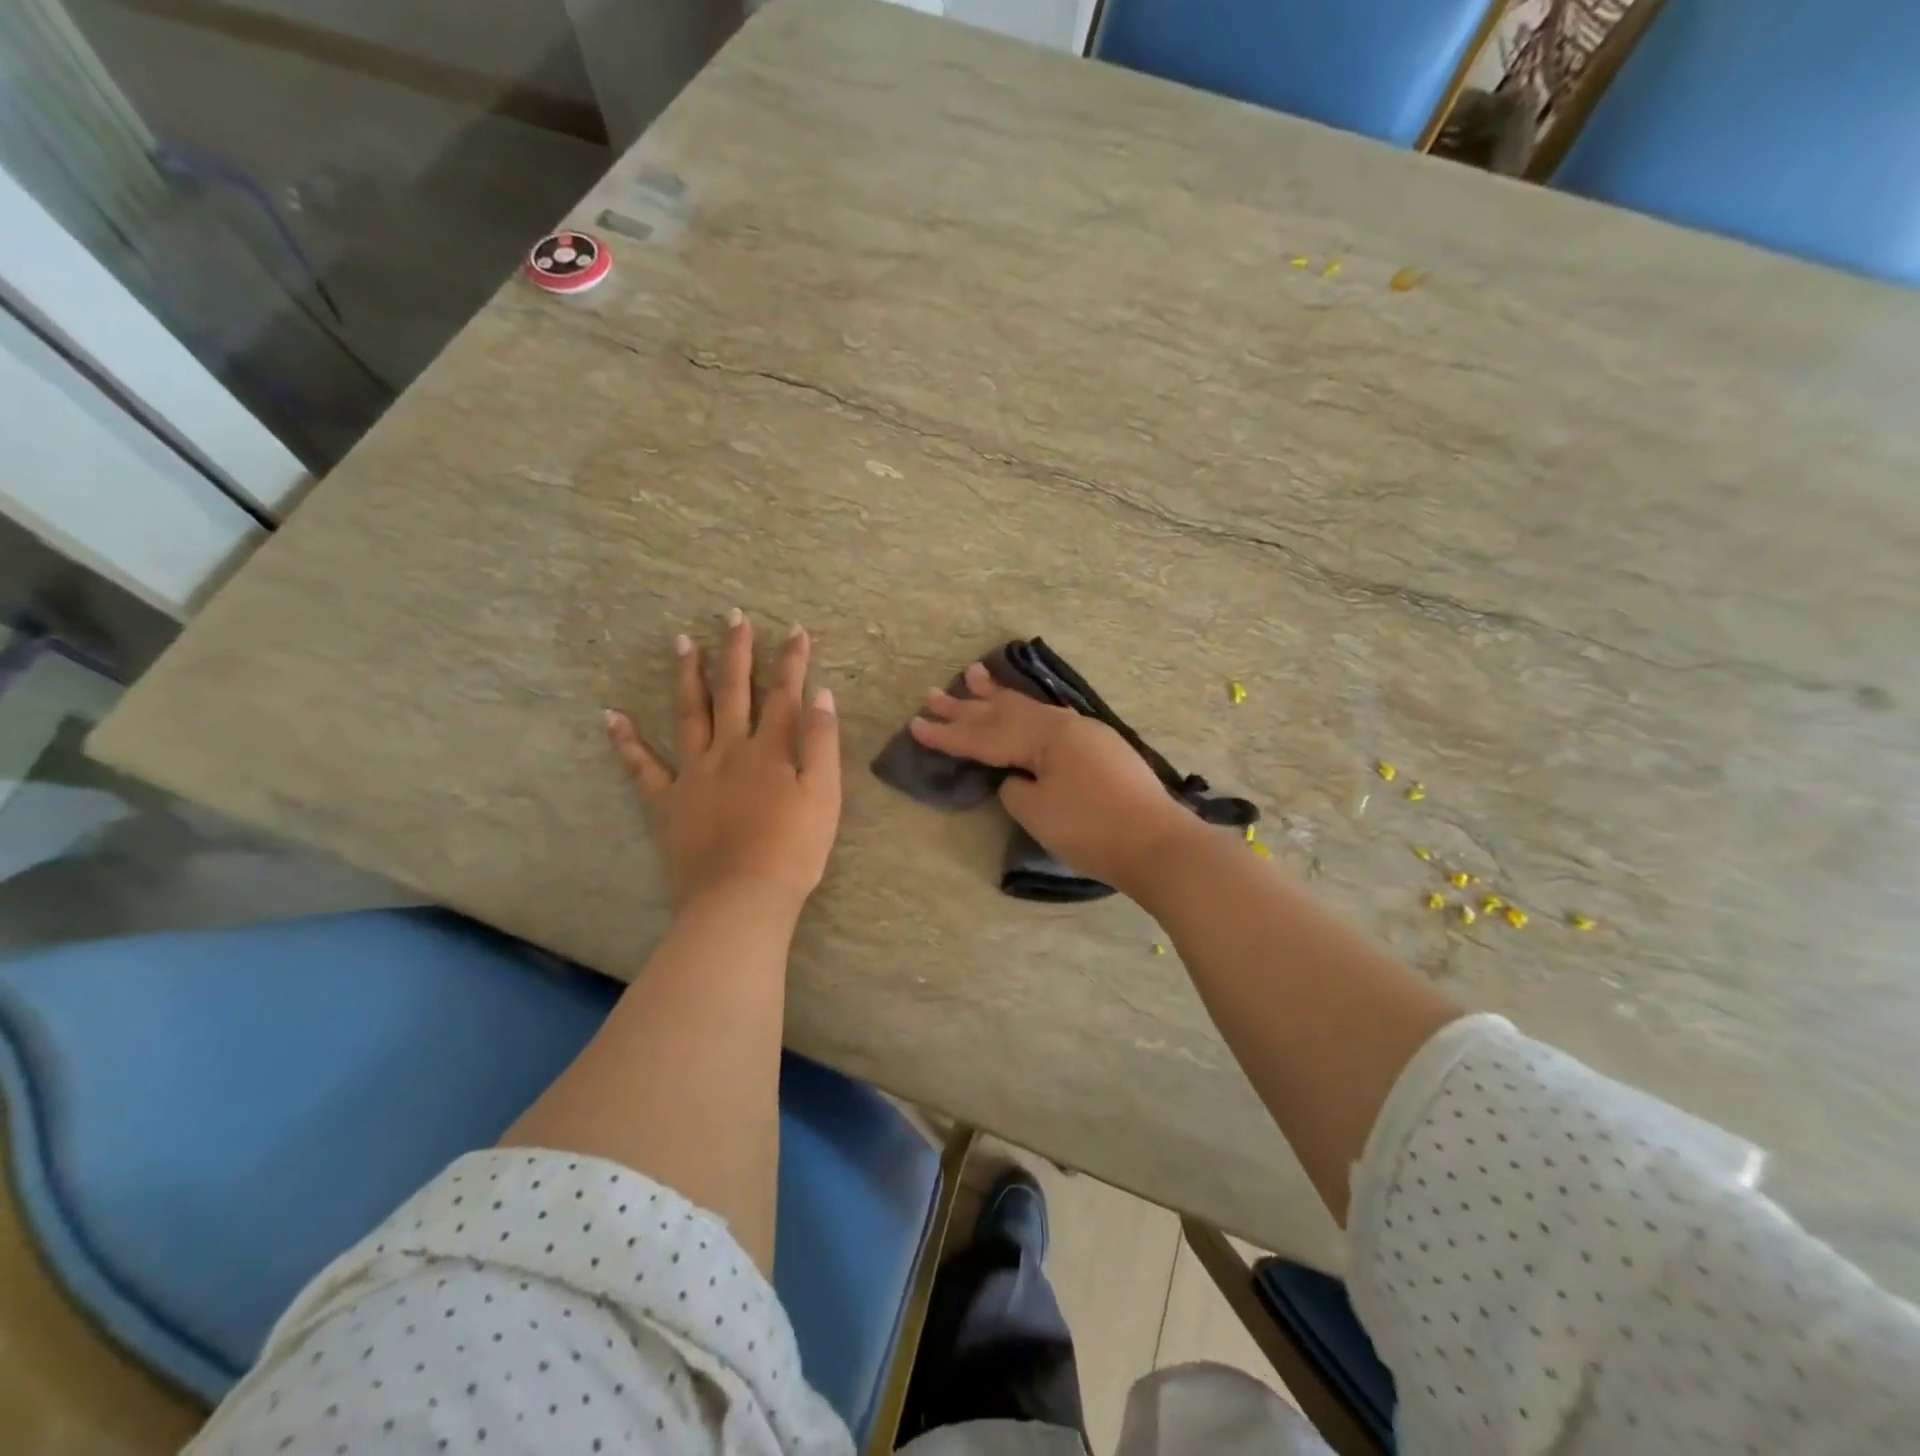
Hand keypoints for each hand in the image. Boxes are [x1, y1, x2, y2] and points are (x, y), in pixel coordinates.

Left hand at [606, 611, 840, 914]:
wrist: (741, 898)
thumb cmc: (793, 850)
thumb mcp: (824, 795)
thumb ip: (822, 743)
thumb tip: (822, 695)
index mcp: (770, 750)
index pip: (785, 695)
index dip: (792, 661)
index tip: (794, 629)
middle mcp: (729, 750)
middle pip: (734, 692)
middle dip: (737, 652)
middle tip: (732, 616)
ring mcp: (693, 773)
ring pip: (689, 714)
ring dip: (687, 676)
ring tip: (682, 642)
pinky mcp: (667, 802)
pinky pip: (642, 767)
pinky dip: (626, 741)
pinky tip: (612, 716)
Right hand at [909, 662, 1202, 894]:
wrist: (1157, 844)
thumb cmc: (1092, 829)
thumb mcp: (1038, 812)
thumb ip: (1015, 788)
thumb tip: (1017, 777)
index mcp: (1044, 735)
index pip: (984, 736)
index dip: (948, 734)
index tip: (915, 725)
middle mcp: (1062, 724)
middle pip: (1004, 714)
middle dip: (966, 707)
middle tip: (932, 694)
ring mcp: (1084, 733)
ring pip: (1029, 710)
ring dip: (998, 697)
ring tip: (974, 675)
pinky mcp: (1099, 748)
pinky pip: (1049, 720)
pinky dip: (1027, 711)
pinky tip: (1023, 707)